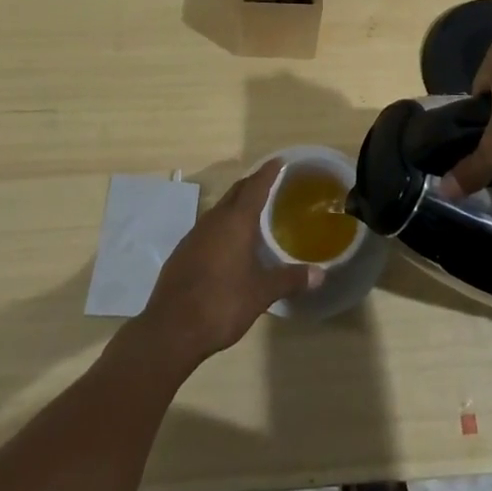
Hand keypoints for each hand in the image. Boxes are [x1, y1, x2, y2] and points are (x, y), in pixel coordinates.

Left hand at [136, 160, 321, 370]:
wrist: (171, 330)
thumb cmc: (222, 304)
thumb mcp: (261, 293)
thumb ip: (290, 279)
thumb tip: (321, 274)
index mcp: (235, 222)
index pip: (255, 186)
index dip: (268, 172)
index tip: (279, 161)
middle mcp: (214, 220)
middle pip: (235, 192)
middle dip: (252, 184)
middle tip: (270, 183)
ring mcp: (194, 235)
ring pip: (219, 210)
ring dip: (236, 206)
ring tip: (253, 214)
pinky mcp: (182, 253)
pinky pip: (208, 228)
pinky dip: (222, 226)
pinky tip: (228, 245)